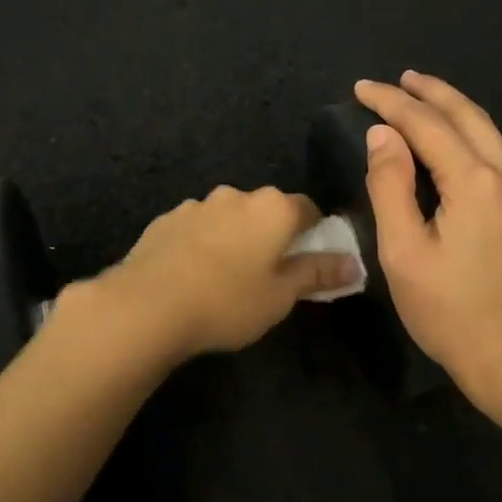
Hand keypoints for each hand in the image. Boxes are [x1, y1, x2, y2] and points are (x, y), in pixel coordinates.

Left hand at [93, 186, 359, 361]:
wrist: (147, 306)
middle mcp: (237, 196)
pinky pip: (196, 228)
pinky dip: (202, 244)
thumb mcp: (281, 296)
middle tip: (268, 273)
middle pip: (266, 210)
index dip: (314, 234)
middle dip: (272, 235)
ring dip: (234, 237)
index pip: (308, 209)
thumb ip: (318, 274)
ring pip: (228, 217)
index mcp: (274, 208)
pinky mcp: (165, 220)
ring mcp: (197, 205)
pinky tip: (193, 274)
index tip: (309, 261)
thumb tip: (354, 263)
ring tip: (226, 276)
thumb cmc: (228, 302)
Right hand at [354, 72, 501, 415]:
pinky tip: (469, 157)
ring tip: (431, 107)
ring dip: (462, 117)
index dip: (392, 103)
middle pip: (471, 117)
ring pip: (498, 138)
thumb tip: (383, 135)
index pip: (427, 125)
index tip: (362, 89)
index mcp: (476, 183)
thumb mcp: (404, 253)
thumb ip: (391, 187)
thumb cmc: (450, 314)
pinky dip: (485, 147)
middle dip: (432, 93)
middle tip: (401, 79)